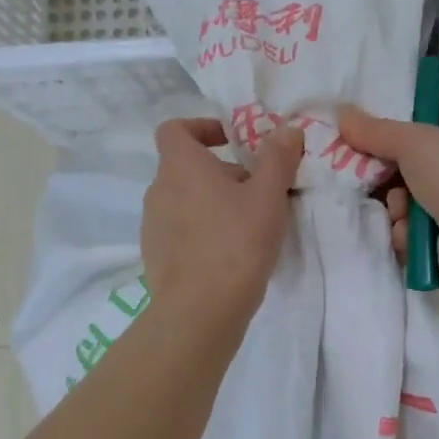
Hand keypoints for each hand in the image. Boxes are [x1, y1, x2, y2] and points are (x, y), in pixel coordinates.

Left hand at [142, 118, 303, 326]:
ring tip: (247, 225)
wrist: (199, 311)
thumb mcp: (268, 196)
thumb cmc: (236, 243)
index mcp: (180, 166)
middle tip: (258, 191)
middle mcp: (158, 189)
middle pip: (186, 167)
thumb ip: (277, 158)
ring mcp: (152, 225)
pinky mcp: (155, 255)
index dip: (202, 127)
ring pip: (184, 200)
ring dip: (212, 202)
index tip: (232, 141)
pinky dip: (201, 230)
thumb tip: (286, 130)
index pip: (175, 129)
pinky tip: (228, 254)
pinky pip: (180, 230)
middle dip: (221, 172)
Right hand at [340, 106, 438, 303]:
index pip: (423, 141)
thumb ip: (376, 131)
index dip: (392, 144)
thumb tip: (340, 113)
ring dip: (396, 212)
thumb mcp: (415, 141)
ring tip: (402, 215)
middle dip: (387, 182)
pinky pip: (409, 240)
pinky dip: (405, 239)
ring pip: (404, 210)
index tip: (363, 148)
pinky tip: (411, 239)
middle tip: (372, 182)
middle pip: (407, 177)